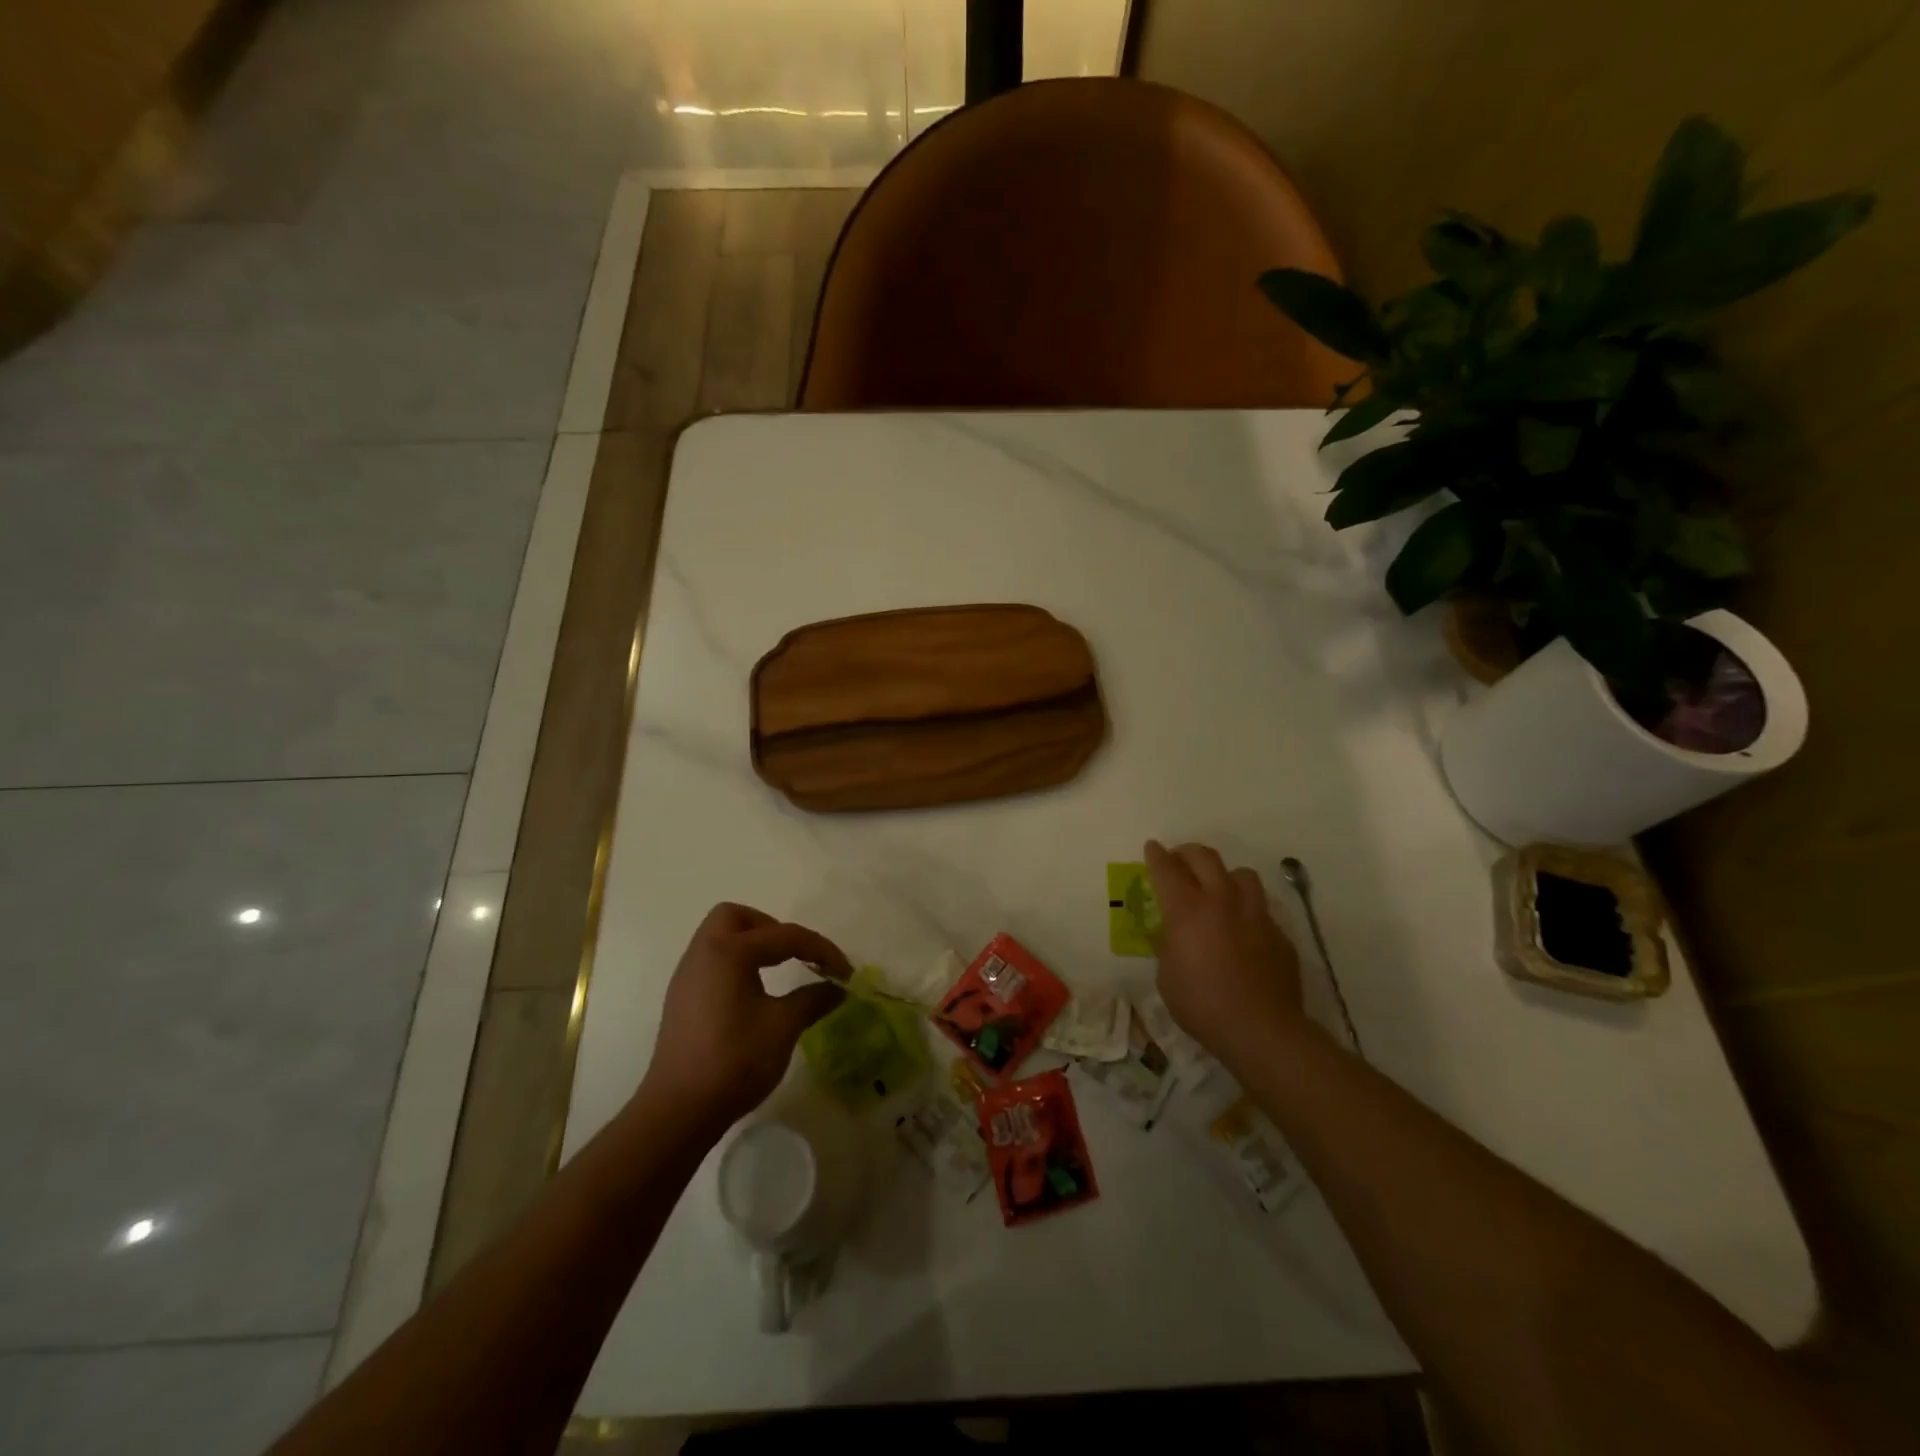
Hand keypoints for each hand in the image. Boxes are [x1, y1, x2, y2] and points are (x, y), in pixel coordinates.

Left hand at [639, 903, 851, 1135]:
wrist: (679, 1111)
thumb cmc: (734, 1060)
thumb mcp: (783, 1026)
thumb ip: (813, 999)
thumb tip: (837, 988)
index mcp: (729, 952)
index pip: (784, 935)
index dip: (820, 949)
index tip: (845, 972)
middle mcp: (703, 954)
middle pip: (736, 918)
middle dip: (771, 927)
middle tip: (795, 954)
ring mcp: (687, 977)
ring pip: (720, 939)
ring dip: (752, 945)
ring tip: (779, 971)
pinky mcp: (682, 1000)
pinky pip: (712, 962)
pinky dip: (737, 965)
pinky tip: (754, 994)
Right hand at [1145, 840, 1303, 1071]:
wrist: (1261, 1029)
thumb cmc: (1202, 1004)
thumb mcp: (1166, 975)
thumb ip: (1167, 945)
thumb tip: (1171, 934)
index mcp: (1187, 910)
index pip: (1167, 869)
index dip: (1156, 855)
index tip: (1152, 847)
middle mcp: (1222, 901)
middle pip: (1205, 857)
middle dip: (1187, 852)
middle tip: (1178, 860)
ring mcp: (1255, 914)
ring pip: (1241, 874)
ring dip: (1224, 875)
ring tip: (1217, 888)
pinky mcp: (1279, 933)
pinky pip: (1261, 908)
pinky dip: (1246, 909)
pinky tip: (1242, 928)